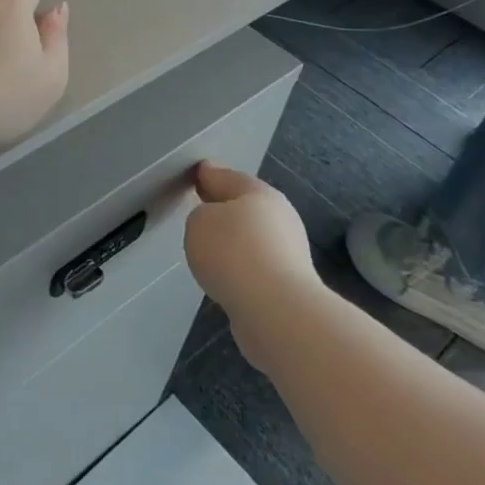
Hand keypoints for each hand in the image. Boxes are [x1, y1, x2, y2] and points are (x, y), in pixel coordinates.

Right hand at [185, 161, 315, 311]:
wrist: (276, 311)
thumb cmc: (234, 253)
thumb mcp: (199, 221)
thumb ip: (201, 215)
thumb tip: (214, 226)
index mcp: (260, 194)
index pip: (227, 176)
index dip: (208, 174)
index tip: (195, 174)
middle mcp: (279, 218)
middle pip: (244, 207)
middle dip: (223, 207)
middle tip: (199, 207)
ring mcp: (288, 253)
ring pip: (251, 238)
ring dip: (232, 241)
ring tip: (208, 247)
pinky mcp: (287, 285)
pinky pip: (254, 267)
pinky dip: (239, 268)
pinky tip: (224, 276)